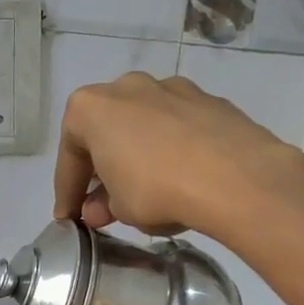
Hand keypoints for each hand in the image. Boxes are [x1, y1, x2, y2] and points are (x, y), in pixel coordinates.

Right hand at [52, 72, 303, 247]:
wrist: (236, 177)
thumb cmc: (157, 190)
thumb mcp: (120, 209)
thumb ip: (103, 206)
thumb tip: (99, 210)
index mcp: (92, 107)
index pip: (70, 157)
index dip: (67, 192)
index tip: (69, 217)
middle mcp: (127, 87)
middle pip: (106, 132)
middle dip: (103, 169)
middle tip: (105, 204)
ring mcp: (172, 88)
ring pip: (143, 125)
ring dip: (138, 155)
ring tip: (145, 190)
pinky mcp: (209, 100)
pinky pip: (177, 128)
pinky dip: (171, 150)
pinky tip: (181, 177)